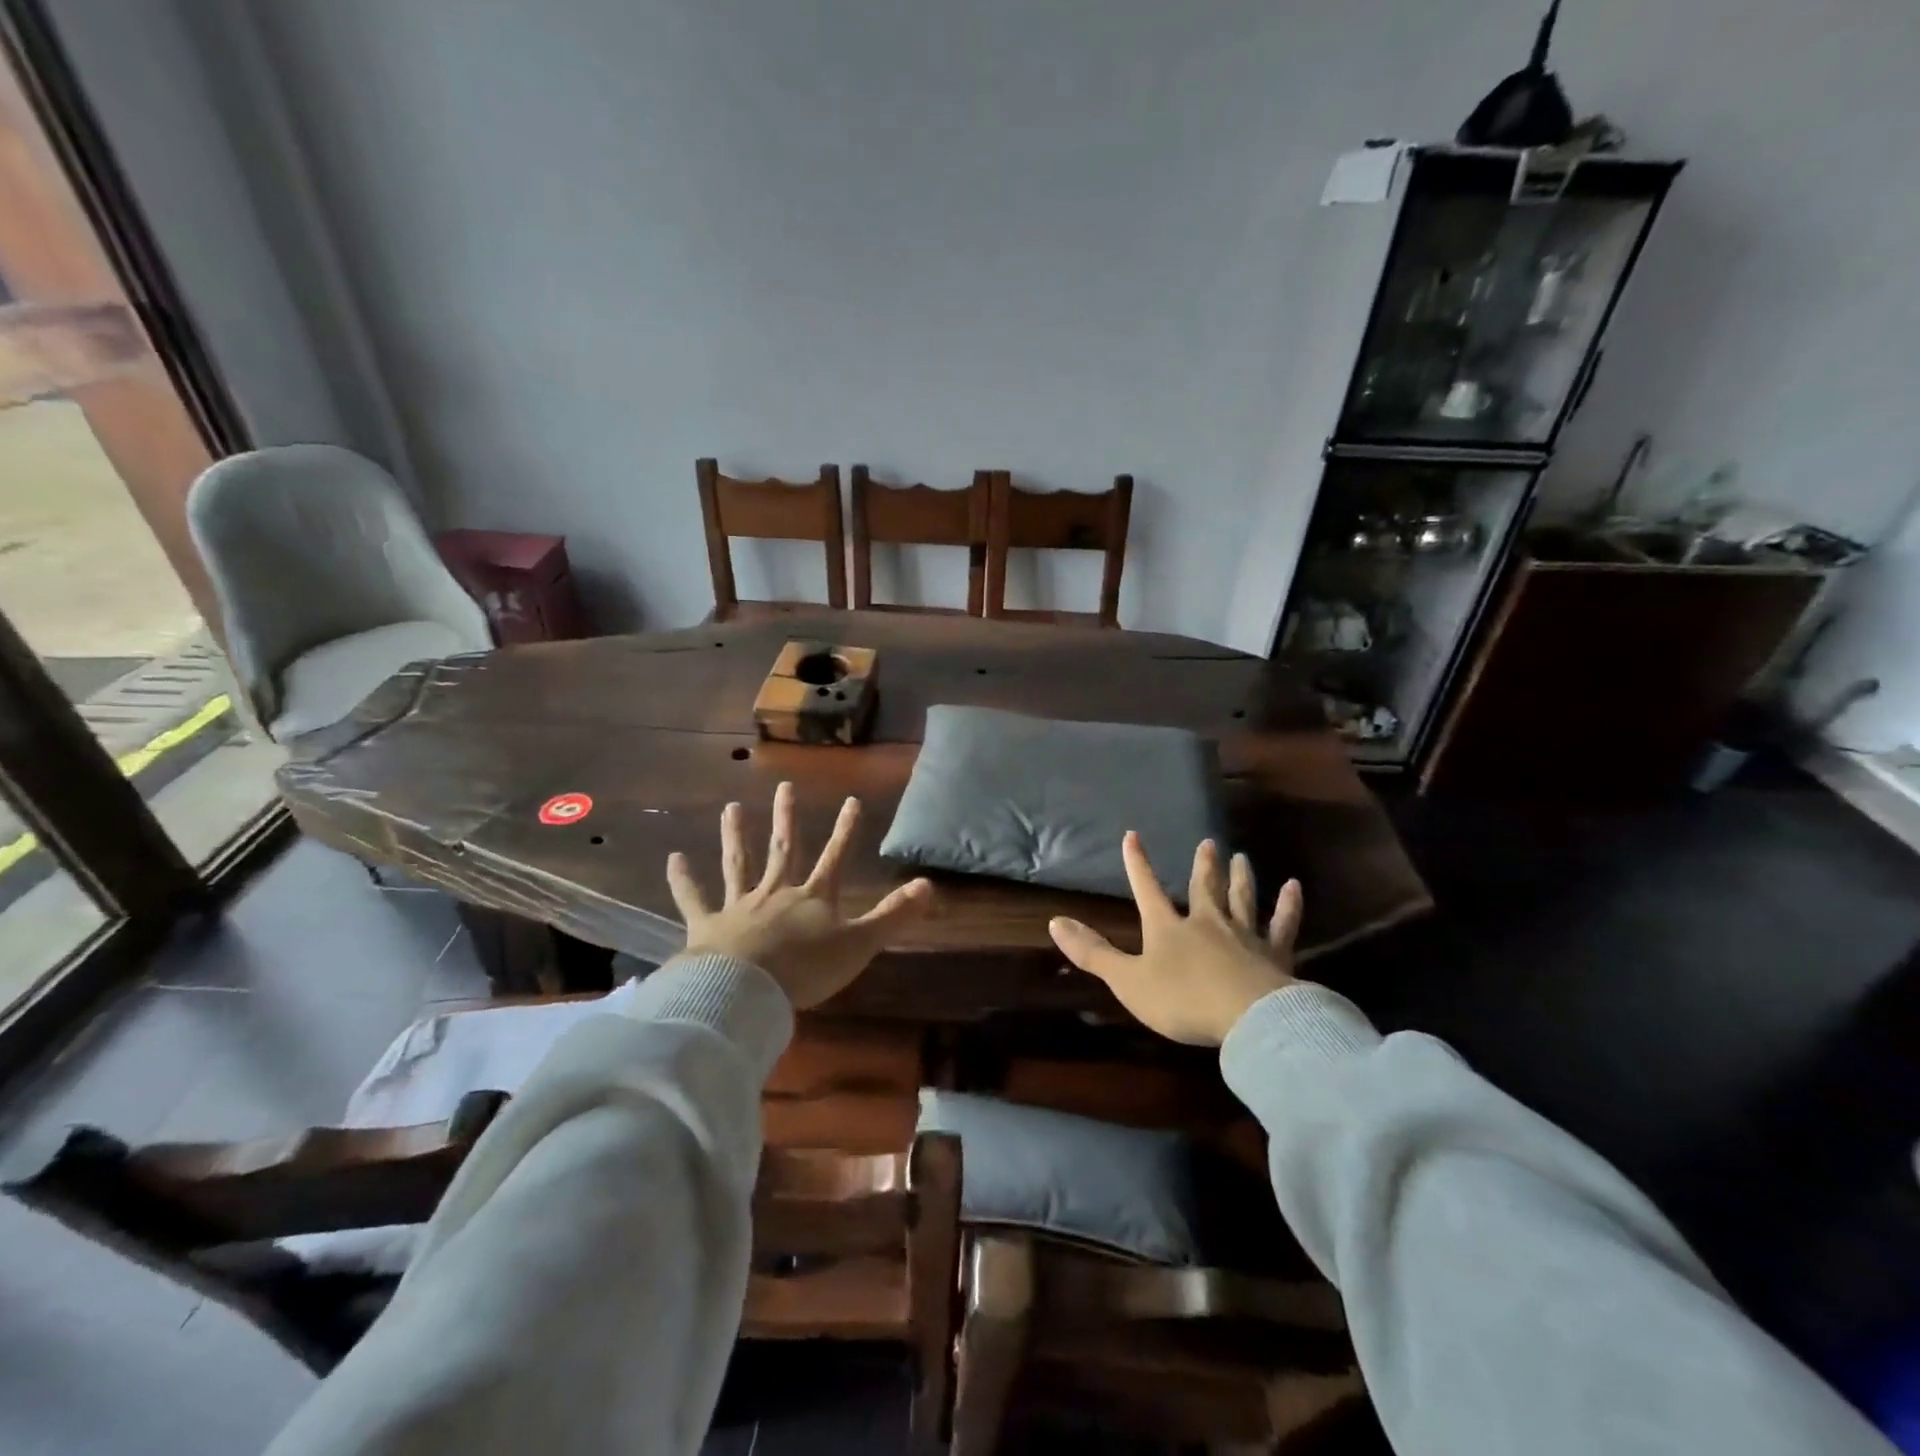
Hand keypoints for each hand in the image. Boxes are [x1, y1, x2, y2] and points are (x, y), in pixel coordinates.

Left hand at [666, 782, 932, 1008]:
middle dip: (787, 819)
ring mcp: (739, 905)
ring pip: (738, 864)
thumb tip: (930, 885)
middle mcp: (776, 892)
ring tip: (731, 808)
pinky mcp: (707, 925)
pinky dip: (683, 880)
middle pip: (784, 850)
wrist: (747, 989)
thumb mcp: (860, 943)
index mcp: (813, 897)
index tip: (851, 800)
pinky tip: (673, 858)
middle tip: (784, 787)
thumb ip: (894, 915)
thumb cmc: (807, 968)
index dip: (845, 830)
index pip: (835, 857)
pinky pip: (693, 899)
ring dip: (736, 836)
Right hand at [1049, 833, 1300, 1045]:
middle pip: (1202, 888)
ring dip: (1240, 878)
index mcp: (1168, 928)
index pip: (1147, 889)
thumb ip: (1093, 953)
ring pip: (1241, 899)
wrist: (1248, 1018)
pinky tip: (1293, 887)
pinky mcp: (1276, 954)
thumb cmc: (1182, 1000)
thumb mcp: (1128, 981)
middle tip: (1209, 842)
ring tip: (1242, 857)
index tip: (1132, 835)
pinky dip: (1288, 905)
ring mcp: (1244, 935)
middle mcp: (1206, 923)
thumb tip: (1055, 921)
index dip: (1137, 864)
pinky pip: (1282, 924)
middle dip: (1202, 865)